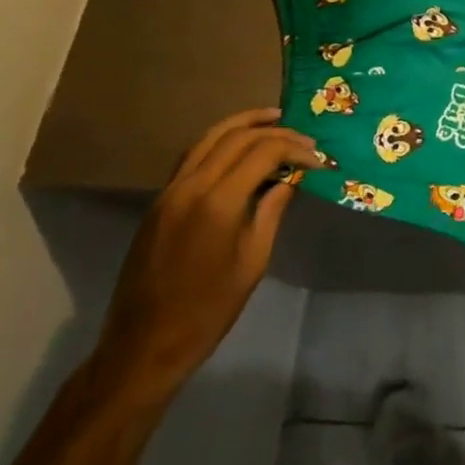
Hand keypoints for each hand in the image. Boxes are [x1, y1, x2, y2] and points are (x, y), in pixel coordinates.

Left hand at [87, 108, 320, 404]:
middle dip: (274, 132)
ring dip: (242, 124)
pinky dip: (220, 142)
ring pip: (208, 138)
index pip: (263, 152)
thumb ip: (272, 210)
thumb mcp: (253, 260)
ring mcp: (169, 191)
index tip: (318, 160)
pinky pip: (192, 156)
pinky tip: (239, 148)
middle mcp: (191, 186)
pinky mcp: (159, 202)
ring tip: (272, 119)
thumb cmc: (208, 309)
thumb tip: (291, 178)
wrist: (145, 344)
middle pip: (236, 136)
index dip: (295, 149)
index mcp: (218, 202)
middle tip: (303, 139)